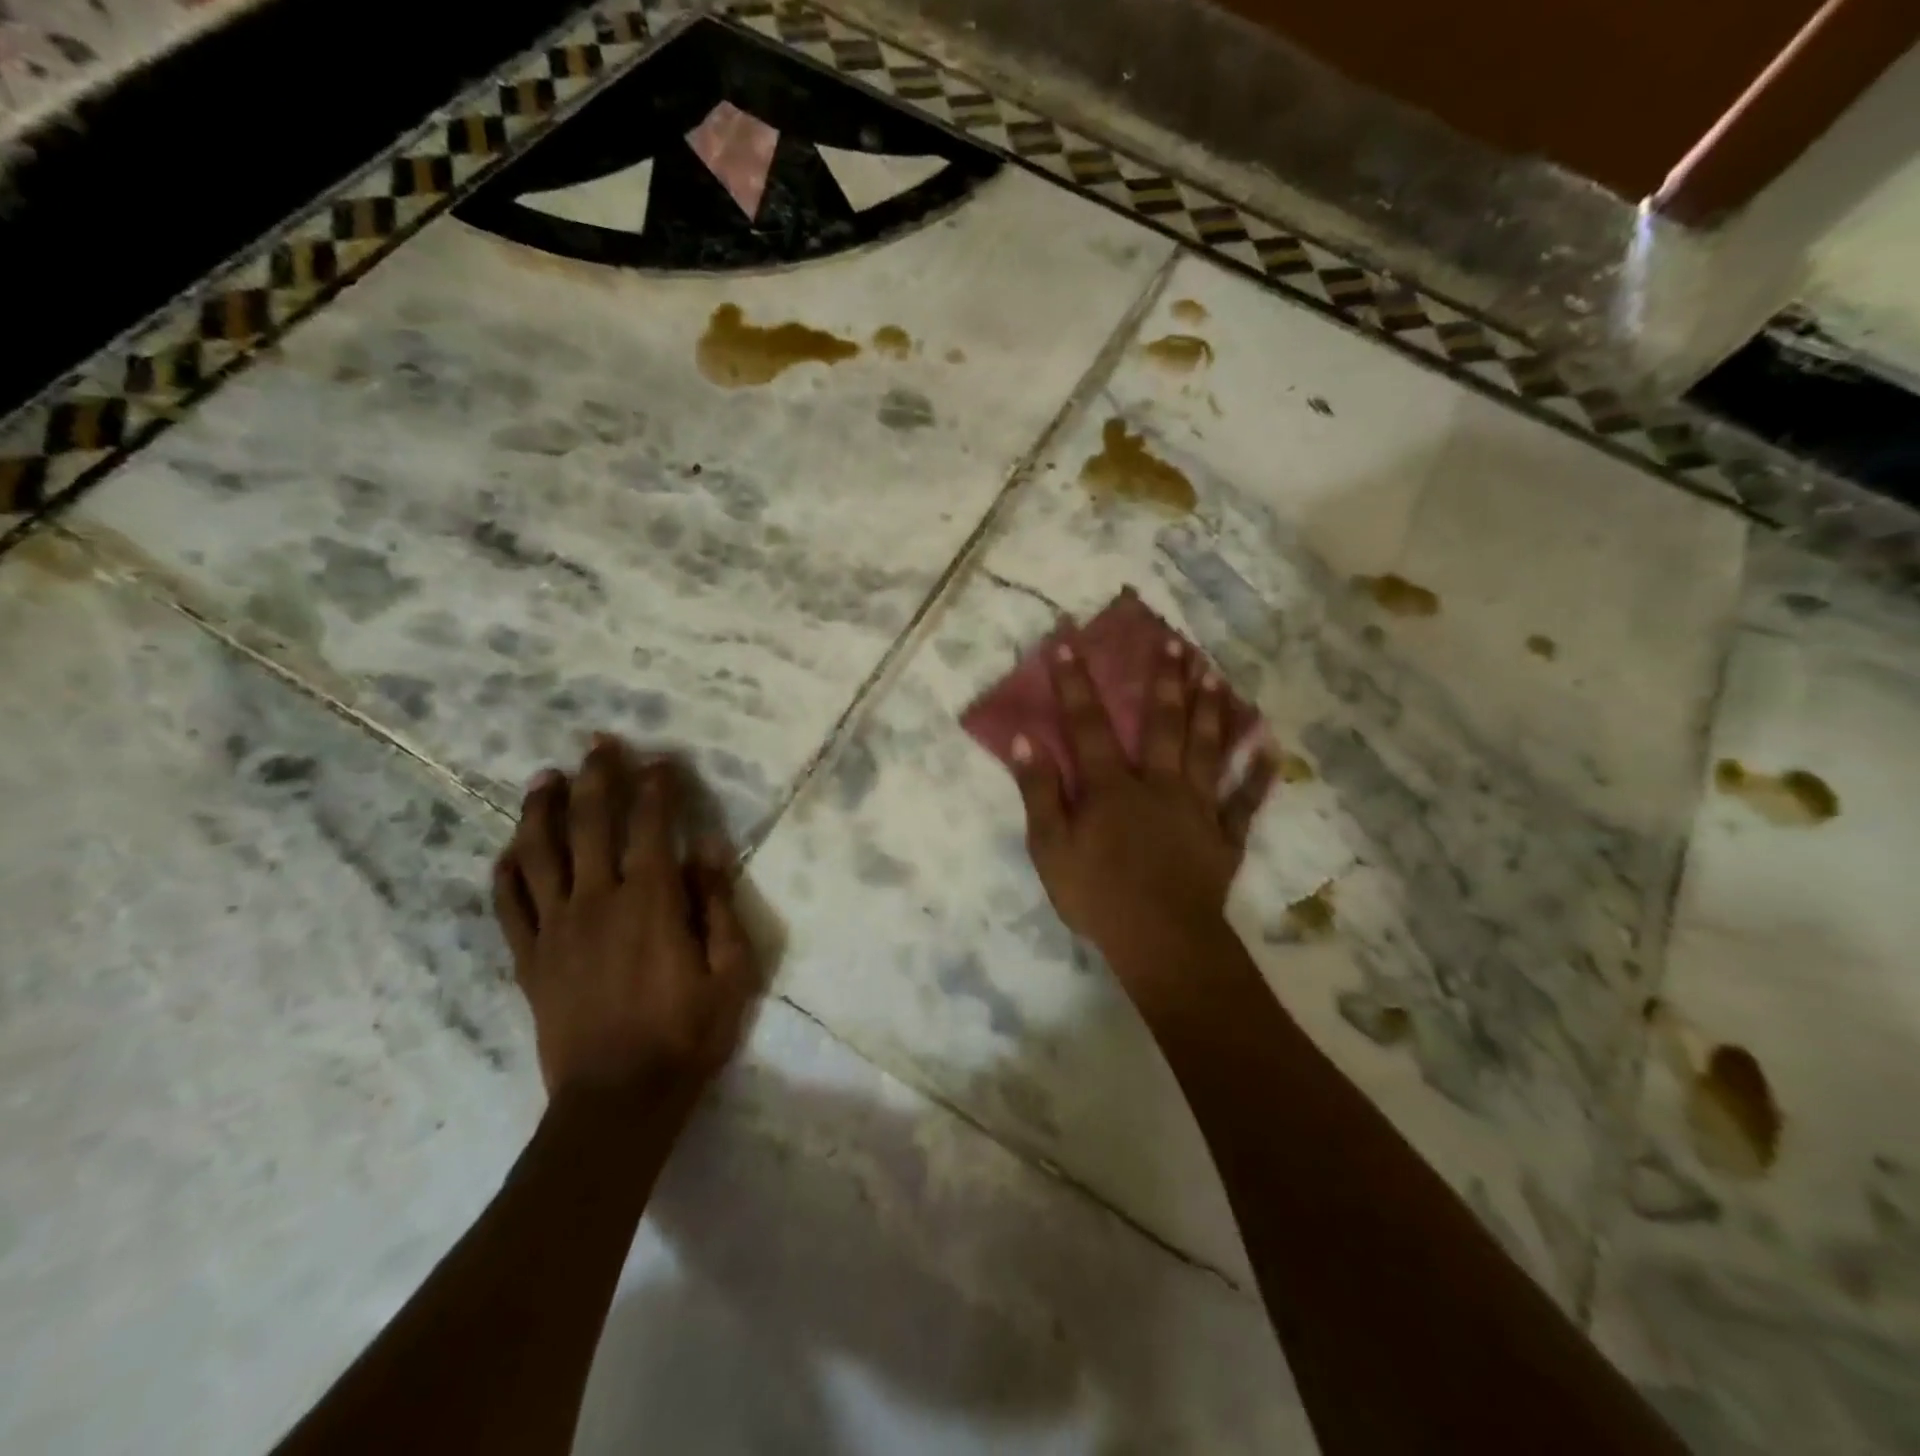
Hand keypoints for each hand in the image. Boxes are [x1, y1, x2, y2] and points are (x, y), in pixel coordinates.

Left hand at [492, 735, 758, 1100]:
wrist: (617, 1101)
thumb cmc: (687, 1034)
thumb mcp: (730, 970)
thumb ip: (717, 904)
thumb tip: (707, 847)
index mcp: (650, 901)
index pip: (651, 826)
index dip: (656, 788)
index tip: (660, 760)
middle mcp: (597, 901)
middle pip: (591, 824)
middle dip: (597, 777)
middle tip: (597, 743)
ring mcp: (556, 929)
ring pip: (540, 854)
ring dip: (542, 810)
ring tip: (545, 779)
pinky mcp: (530, 959)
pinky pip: (509, 905)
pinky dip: (506, 872)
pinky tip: (509, 850)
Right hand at [1012, 636, 1273, 990]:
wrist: (1161, 941)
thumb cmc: (1097, 896)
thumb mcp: (1050, 848)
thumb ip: (1039, 792)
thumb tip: (1025, 741)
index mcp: (1112, 787)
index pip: (1089, 724)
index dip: (1076, 682)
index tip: (1070, 640)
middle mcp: (1158, 784)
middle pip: (1162, 723)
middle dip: (1165, 680)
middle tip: (1174, 642)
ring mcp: (1197, 807)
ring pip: (1206, 749)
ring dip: (1211, 709)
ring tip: (1216, 673)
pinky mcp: (1224, 836)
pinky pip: (1244, 801)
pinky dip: (1258, 775)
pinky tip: (1271, 749)